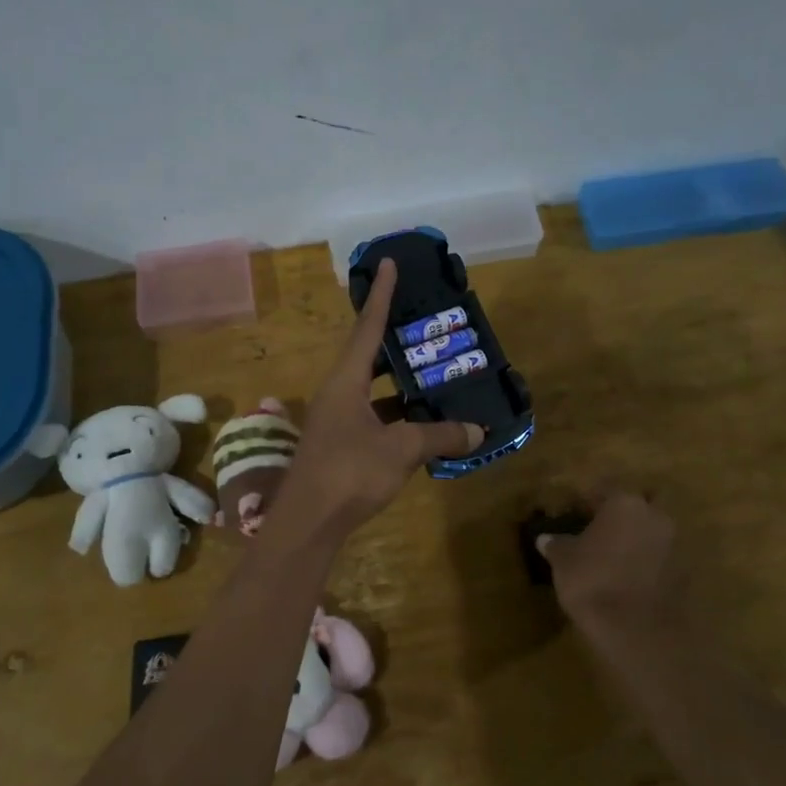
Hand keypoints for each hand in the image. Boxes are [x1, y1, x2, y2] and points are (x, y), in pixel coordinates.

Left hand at [274, 259, 482, 536]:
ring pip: (373, 391)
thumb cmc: (350, 472)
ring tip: (435, 374)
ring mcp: (337, 421)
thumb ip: (439, 436)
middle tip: (427, 326)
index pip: (367, 327)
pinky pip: (374, 417)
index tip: (388, 263)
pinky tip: (423, 422)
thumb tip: (477, 430)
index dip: (381, 295)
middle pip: (369, 356)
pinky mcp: (340, 446)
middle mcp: (338, 394)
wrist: (308, 522)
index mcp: (346, 381)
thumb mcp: (401, 450)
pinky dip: (398, 415)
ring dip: (401, 383)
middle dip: (397, 341)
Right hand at [535, 492, 676, 633]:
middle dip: (621, 516)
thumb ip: (556, 545)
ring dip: (636, 540)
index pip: (604, 489)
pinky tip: (627, 578)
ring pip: (651, 532)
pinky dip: (646, 564)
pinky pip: (660, 559)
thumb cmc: (593, 581)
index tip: (574, 510)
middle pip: (637, 507)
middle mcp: (654, 516)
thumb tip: (545, 539)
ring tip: (612, 557)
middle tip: (599, 530)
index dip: (587, 499)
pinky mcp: (683, 574)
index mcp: (624, 503)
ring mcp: (674, 545)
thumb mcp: (563, 561)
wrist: (638, 630)